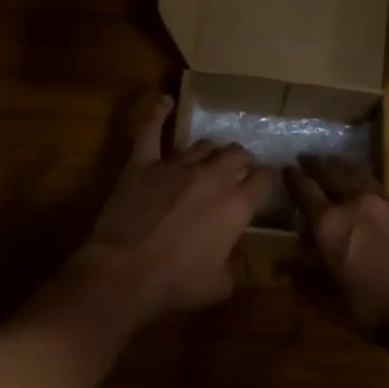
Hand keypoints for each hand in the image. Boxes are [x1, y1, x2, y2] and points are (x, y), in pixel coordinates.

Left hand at [65, 95, 267, 329]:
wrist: (125, 273)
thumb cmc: (176, 284)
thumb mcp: (220, 286)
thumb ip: (236, 268)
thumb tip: (240, 261)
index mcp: (237, 205)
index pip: (262, 180)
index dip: (264, 181)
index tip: (262, 184)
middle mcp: (213, 177)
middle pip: (236, 155)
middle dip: (241, 161)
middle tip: (237, 171)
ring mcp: (177, 165)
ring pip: (202, 145)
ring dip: (210, 150)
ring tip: (209, 156)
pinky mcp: (143, 163)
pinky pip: (151, 130)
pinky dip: (158, 113)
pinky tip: (164, 101)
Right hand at [284, 151, 388, 359]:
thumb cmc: (370, 310)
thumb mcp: (328, 298)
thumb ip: (304, 278)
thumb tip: (280, 268)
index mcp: (328, 225)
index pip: (304, 192)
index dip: (293, 179)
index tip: (287, 169)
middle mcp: (355, 204)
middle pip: (332, 176)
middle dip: (317, 166)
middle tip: (308, 160)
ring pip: (364, 175)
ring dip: (347, 166)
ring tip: (337, 161)